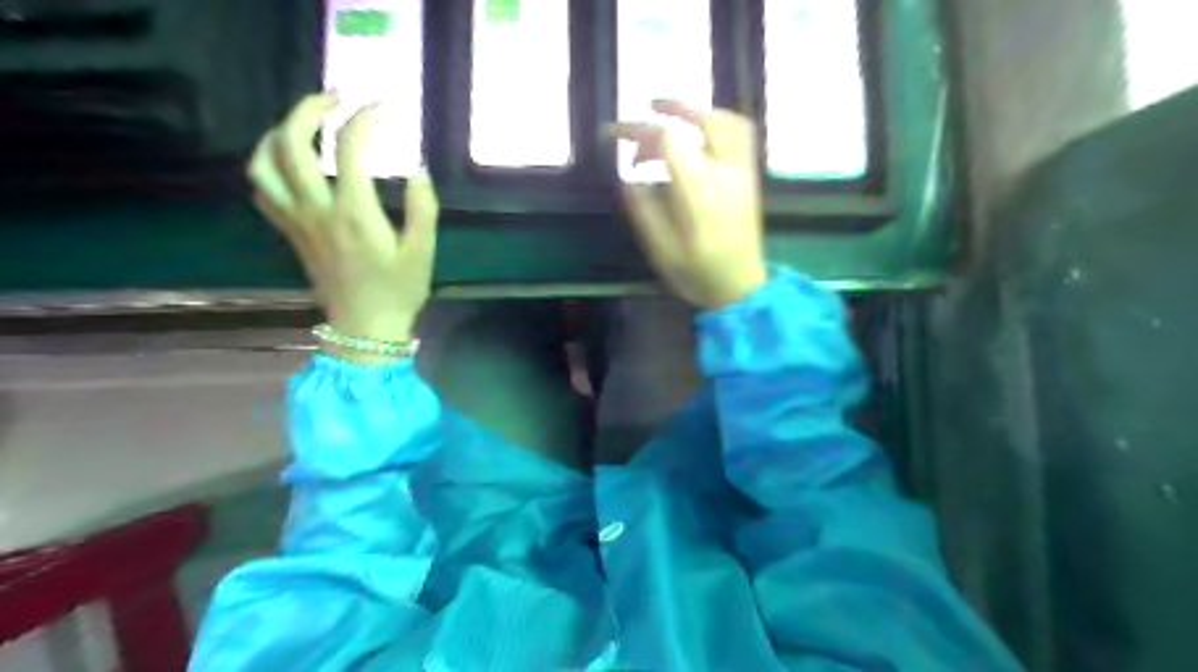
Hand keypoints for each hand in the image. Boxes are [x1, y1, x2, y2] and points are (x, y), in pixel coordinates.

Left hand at [246, 95, 439, 352]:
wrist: (364, 329)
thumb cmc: (398, 292)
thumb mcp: (422, 253)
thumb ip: (422, 209)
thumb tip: (417, 170)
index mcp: (354, 213)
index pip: (351, 148)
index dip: (366, 119)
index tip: (385, 108)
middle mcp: (317, 209)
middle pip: (292, 142)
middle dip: (310, 109)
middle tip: (337, 99)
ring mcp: (297, 221)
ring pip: (264, 163)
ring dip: (278, 132)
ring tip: (304, 124)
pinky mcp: (290, 233)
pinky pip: (263, 189)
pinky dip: (269, 165)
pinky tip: (290, 163)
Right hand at [609, 100, 765, 309]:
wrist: (742, 289)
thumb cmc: (699, 274)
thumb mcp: (662, 251)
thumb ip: (644, 212)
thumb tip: (628, 179)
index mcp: (700, 192)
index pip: (668, 141)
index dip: (638, 131)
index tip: (614, 135)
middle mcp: (726, 174)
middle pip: (704, 121)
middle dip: (673, 108)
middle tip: (648, 107)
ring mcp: (743, 174)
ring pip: (728, 123)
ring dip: (700, 112)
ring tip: (675, 115)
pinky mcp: (750, 179)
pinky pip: (741, 135)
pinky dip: (719, 123)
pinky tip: (700, 135)